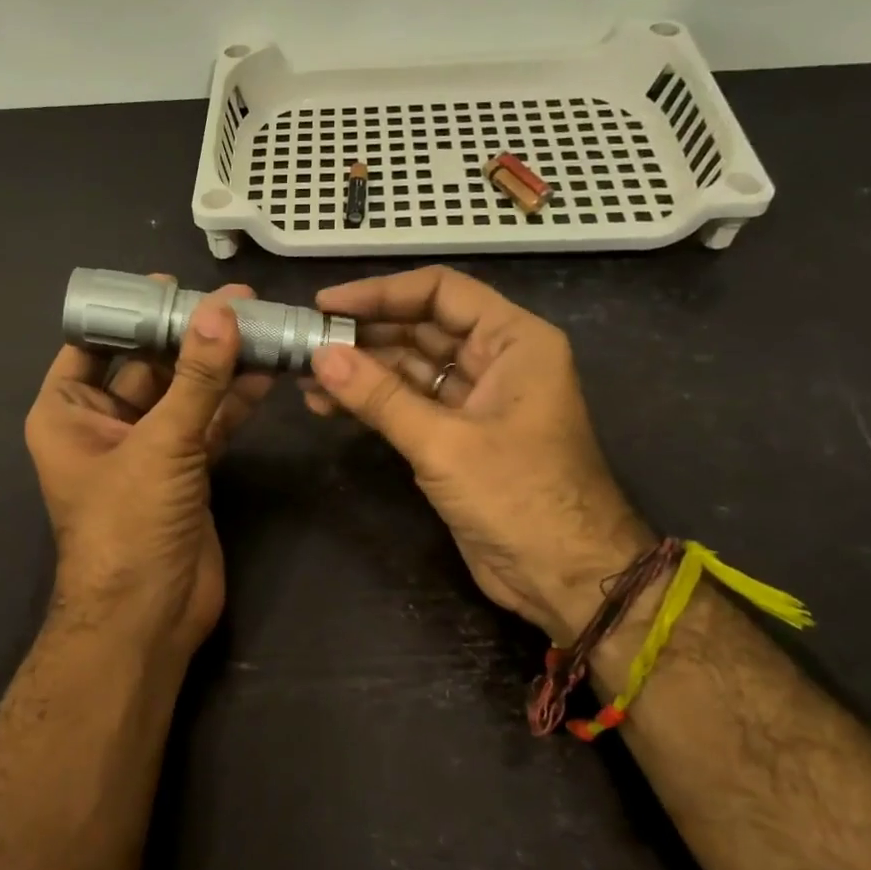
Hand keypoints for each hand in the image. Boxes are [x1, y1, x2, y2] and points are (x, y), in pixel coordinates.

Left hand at [25, 280, 272, 665]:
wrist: (148, 617)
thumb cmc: (128, 525)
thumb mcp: (159, 445)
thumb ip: (195, 378)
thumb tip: (222, 310)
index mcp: (67, 412)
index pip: (94, 344)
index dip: (130, 311)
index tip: (170, 283)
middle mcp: (103, 424)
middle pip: (148, 364)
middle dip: (189, 334)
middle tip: (235, 299)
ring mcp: (147, 447)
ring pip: (185, 392)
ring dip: (219, 364)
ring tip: (261, 323)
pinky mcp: (185, 469)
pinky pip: (208, 422)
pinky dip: (234, 400)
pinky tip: (265, 370)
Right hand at [303, 265, 645, 638]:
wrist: (564, 577)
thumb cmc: (518, 497)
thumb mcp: (444, 443)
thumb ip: (380, 396)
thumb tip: (320, 355)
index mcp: (514, 341)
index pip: (440, 292)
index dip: (381, 293)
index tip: (327, 305)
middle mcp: (496, 360)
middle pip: (421, 328)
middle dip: (364, 335)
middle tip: (306, 342)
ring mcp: (475, 401)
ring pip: (409, 368)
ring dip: (361, 371)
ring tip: (306, 377)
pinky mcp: (457, 437)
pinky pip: (408, 404)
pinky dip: (372, 403)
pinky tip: (329, 404)